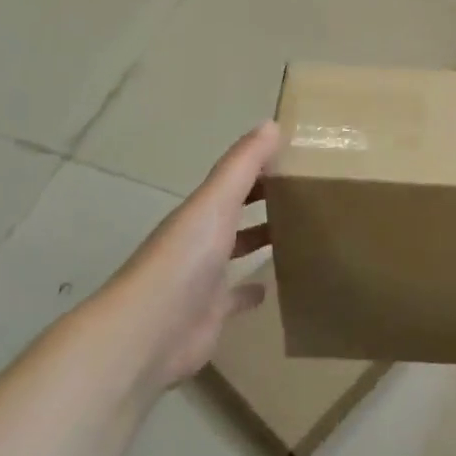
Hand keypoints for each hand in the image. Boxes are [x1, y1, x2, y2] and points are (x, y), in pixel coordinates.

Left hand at [107, 121, 281, 388]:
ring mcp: (204, 280)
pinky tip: (273, 287)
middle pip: (235, 215)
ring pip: (237, 253)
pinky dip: (251, 291)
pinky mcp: (211, 315)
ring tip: (299, 234)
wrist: (149, 332)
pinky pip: (236, 298)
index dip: (261, 169)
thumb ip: (243, 164)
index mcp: (200, 213)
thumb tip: (272, 123)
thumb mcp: (215, 202)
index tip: (297, 160)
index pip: (234, 182)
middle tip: (306, 195)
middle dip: (263, 203)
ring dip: (259, 242)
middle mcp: (200, 242)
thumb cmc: (184, 259)